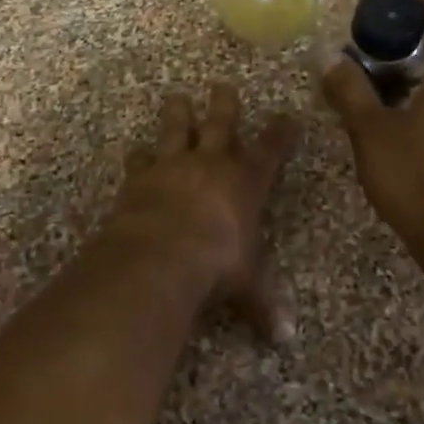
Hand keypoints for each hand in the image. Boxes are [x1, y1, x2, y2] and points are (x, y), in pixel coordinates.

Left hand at [110, 84, 299, 342]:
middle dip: (225, 104)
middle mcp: (210, 165)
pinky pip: (139, 160)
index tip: (288, 117)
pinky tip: (135, 151)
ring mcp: (173, 166)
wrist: (160, 253)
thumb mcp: (246, 285)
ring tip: (176, 96)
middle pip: (221, 125)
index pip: (271, 151)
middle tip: (223, 84)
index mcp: (245, 182)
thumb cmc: (216, 264)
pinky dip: (138, 156)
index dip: (281, 133)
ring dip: (178, 113)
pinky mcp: (140, 177)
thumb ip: (263, 305)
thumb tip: (285, 339)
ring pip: (176, 130)